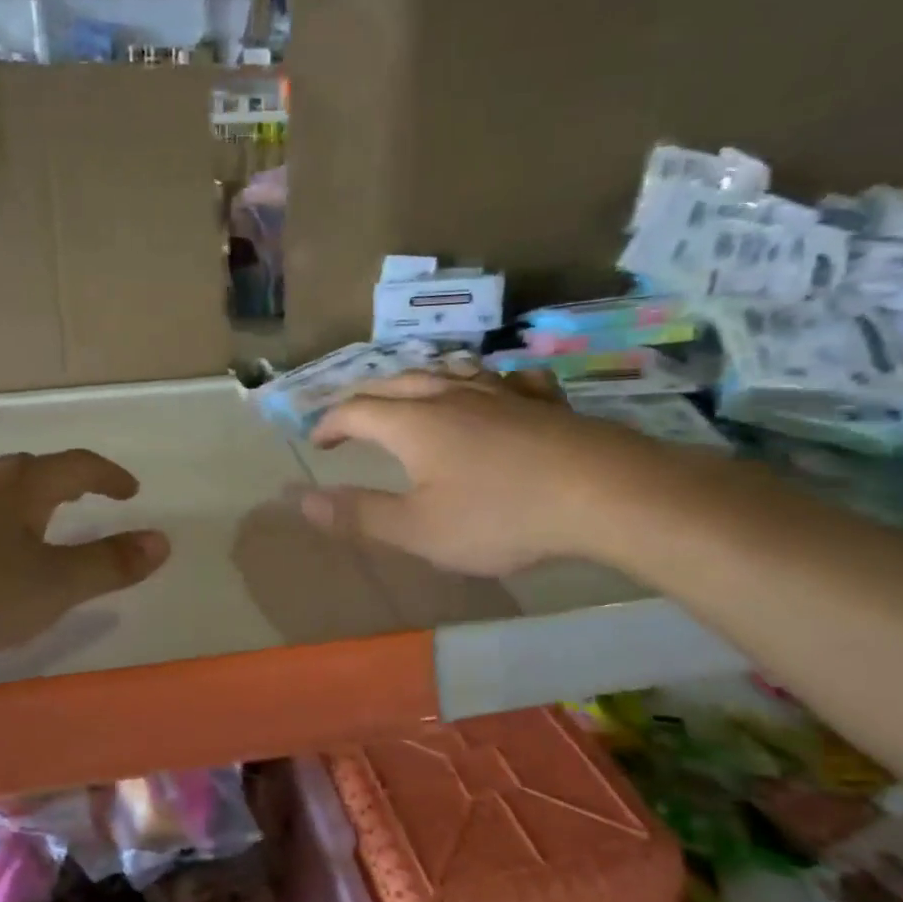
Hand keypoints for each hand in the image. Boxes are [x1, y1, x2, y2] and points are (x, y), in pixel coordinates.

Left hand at [0, 449, 169, 666]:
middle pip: (35, 472)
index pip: (79, 466)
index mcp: (22, 484)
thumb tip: (162, 541)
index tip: (131, 492)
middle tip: (88, 504)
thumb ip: (108, 565)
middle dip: (68, 486)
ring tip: (39, 530)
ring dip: (27, 506)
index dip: (110, 477)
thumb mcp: (51, 586)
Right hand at [298, 372, 665, 575]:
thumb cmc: (500, 517)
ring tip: (414, 394)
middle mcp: (452, 395)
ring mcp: (502, 393)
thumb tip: (300, 500)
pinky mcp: (544, 402)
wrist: (603, 494)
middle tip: (353, 416)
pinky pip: (508, 380)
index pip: (356, 410)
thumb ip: (358, 514)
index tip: (318, 441)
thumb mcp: (418, 530)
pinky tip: (500, 390)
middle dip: (367, 398)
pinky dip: (489, 384)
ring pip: (451, 372)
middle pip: (398, 383)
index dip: (330, 422)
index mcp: (414, 424)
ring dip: (421, 381)